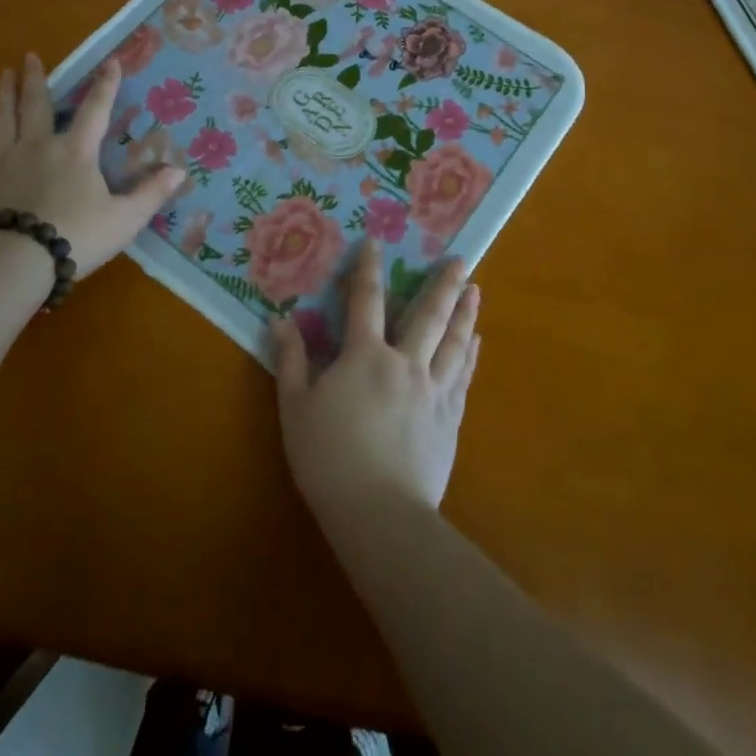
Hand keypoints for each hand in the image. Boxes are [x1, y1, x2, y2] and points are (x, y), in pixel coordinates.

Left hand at [0, 54, 184, 278]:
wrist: (13, 260)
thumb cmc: (75, 237)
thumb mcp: (124, 219)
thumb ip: (151, 194)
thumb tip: (181, 170)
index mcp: (76, 152)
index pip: (96, 110)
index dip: (106, 85)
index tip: (111, 61)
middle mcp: (38, 146)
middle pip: (36, 105)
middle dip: (36, 79)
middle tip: (30, 56)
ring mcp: (3, 160)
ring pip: (1, 117)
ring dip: (3, 94)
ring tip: (3, 74)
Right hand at [270, 238, 481, 524]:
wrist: (380, 513)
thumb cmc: (329, 458)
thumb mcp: (296, 407)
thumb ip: (291, 360)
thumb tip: (280, 319)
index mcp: (365, 356)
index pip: (366, 300)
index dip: (369, 268)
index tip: (375, 242)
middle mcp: (405, 363)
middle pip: (428, 315)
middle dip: (442, 284)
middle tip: (460, 258)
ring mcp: (433, 390)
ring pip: (453, 342)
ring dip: (465, 313)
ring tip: (476, 290)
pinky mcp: (449, 418)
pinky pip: (463, 376)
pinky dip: (470, 354)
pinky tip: (475, 342)